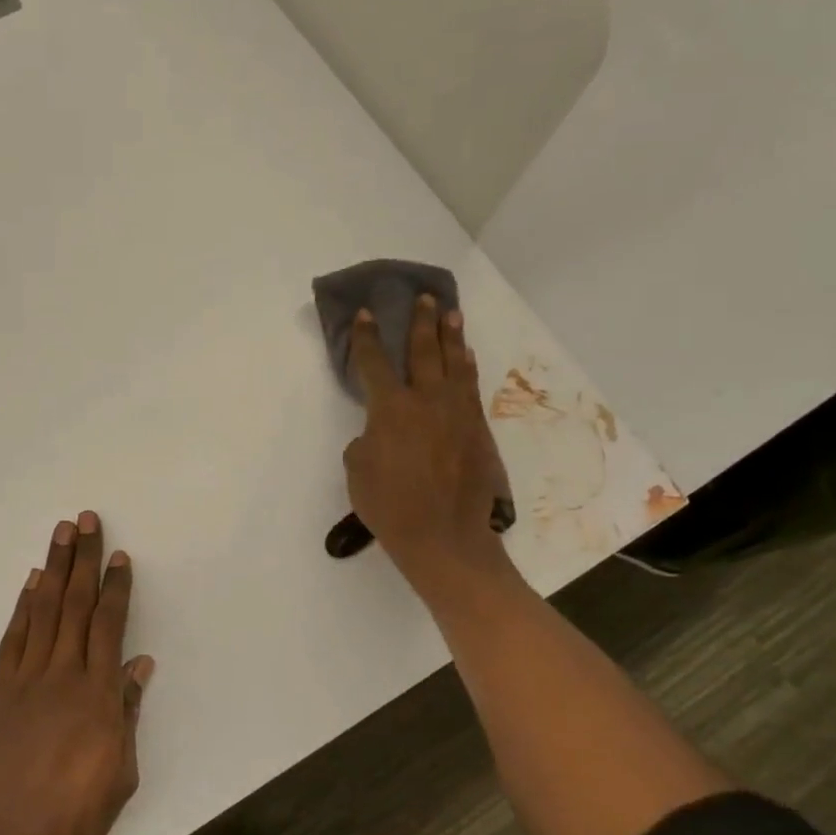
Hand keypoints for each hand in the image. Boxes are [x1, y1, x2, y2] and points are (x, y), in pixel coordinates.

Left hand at [0, 512, 154, 834]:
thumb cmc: (73, 814)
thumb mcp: (120, 772)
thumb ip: (127, 713)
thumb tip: (140, 665)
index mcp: (98, 694)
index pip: (110, 625)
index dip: (116, 587)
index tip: (120, 556)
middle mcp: (63, 674)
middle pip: (76, 605)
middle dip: (84, 560)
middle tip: (87, 521)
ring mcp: (26, 679)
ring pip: (44, 611)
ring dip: (53, 569)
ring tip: (60, 534)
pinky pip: (13, 639)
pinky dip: (23, 607)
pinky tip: (31, 584)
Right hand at [342, 296, 517, 596]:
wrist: (443, 536)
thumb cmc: (390, 506)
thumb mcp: (357, 471)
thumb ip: (366, 440)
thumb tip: (380, 432)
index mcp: (390, 409)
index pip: (374, 363)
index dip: (366, 337)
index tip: (365, 314)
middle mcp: (426, 401)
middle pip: (423, 351)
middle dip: (420, 323)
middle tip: (424, 298)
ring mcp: (457, 413)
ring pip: (454, 364)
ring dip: (450, 337)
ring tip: (451, 314)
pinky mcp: (477, 429)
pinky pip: (471, 387)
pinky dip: (467, 368)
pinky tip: (466, 358)